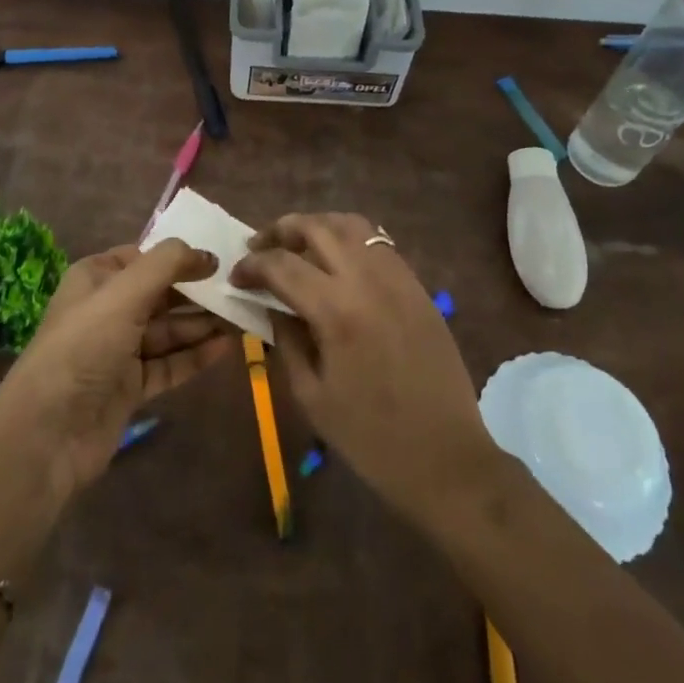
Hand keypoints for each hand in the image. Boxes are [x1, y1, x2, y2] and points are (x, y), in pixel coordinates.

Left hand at [0, 239, 234, 499]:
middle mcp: (107, 309)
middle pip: (161, 293)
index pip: (146, 256)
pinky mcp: (130, 387)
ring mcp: (119, 350)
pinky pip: (169, 364)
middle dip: (197, 291)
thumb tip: (207, 254)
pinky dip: (195, 356)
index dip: (181, 256)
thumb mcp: (124, 293)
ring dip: (202, 324)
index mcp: (97, 278)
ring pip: (168, 330)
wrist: (48, 434)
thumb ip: (167, 264)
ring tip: (241, 318)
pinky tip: (226, 348)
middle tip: (239, 290)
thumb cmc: (84, 347)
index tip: (220, 258)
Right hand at [231, 213, 499, 521]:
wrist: (447, 458)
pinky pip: (378, 244)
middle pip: (316, 228)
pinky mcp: (417, 285)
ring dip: (317, 226)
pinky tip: (337, 260)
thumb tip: (269, 306)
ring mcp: (397, 278)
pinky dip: (349, 239)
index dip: (252, 265)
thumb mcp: (312, 397)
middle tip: (259, 247)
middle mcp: (367, 281)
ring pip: (351, 225)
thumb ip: (286, 341)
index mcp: (336, 312)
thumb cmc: (372, 439)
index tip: (236, 276)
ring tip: (298, 245)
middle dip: (280, 231)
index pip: (282, 266)